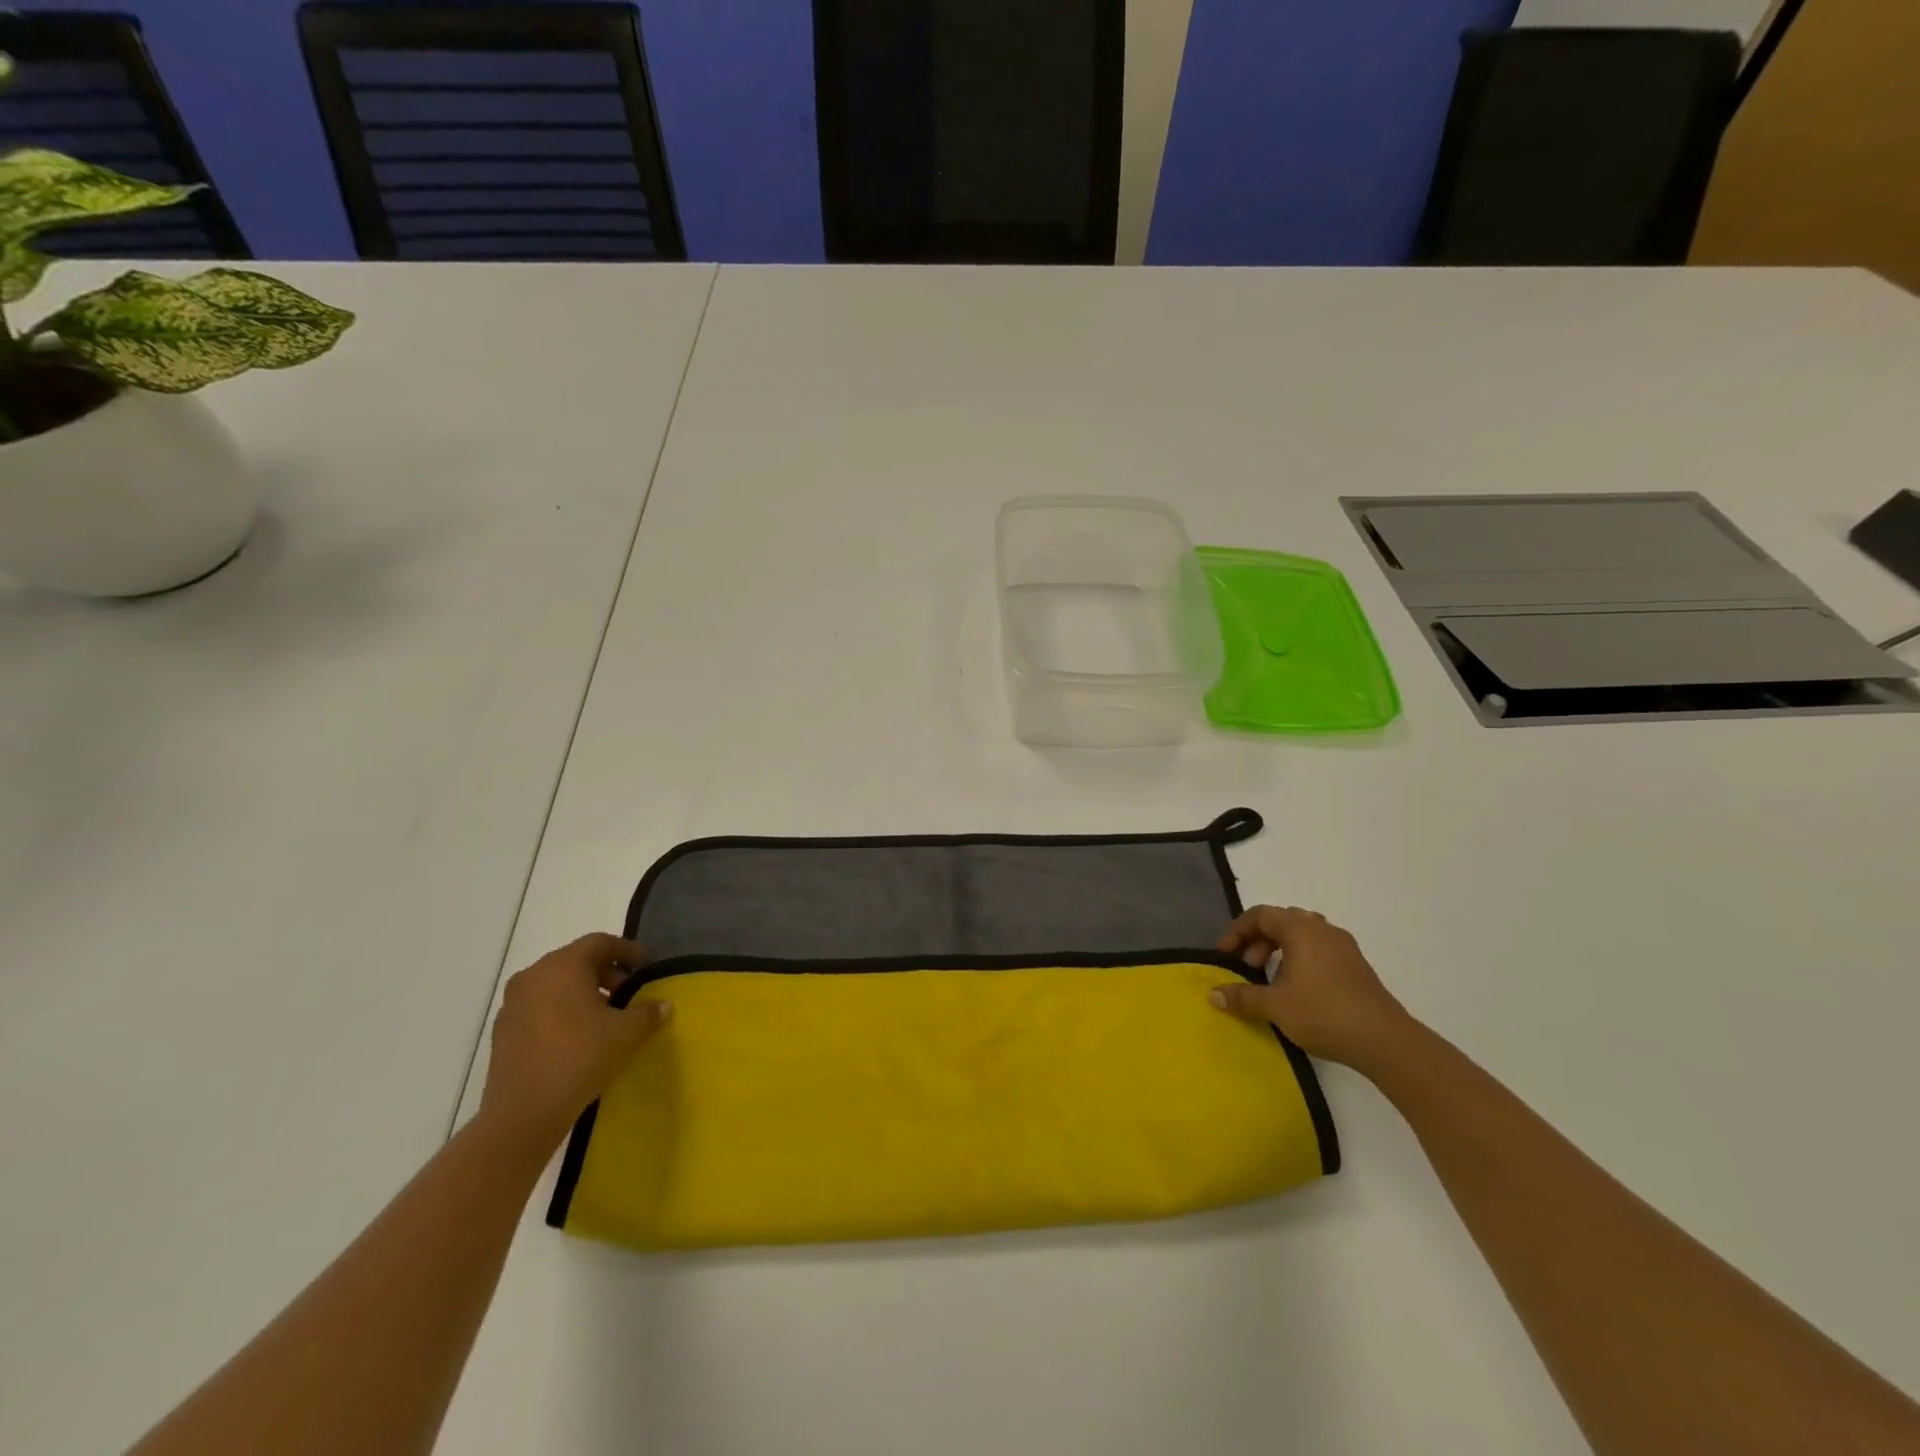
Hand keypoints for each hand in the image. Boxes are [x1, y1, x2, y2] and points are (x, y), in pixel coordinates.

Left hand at [479, 933, 671, 1145]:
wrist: (523, 1113)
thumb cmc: (580, 1058)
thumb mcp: (625, 1033)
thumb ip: (647, 1012)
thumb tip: (663, 1004)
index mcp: (563, 966)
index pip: (600, 942)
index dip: (627, 949)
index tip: (646, 963)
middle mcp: (534, 976)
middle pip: (576, 961)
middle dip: (606, 972)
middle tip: (629, 992)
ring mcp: (513, 1003)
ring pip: (556, 983)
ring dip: (583, 991)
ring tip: (605, 1015)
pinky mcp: (503, 1030)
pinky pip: (539, 1005)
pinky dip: (561, 1009)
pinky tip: (578, 1034)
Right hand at [1210, 906, 1411, 1070]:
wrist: (1385, 1040)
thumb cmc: (1323, 1013)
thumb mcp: (1275, 1005)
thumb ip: (1242, 996)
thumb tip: (1213, 994)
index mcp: (1301, 929)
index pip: (1261, 915)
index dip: (1237, 930)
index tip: (1224, 953)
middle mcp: (1323, 930)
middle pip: (1283, 921)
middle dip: (1259, 940)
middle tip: (1248, 966)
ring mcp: (1344, 948)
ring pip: (1304, 936)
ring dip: (1281, 950)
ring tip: (1272, 979)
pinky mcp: (1358, 967)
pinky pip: (1320, 951)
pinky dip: (1301, 960)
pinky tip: (1298, 990)